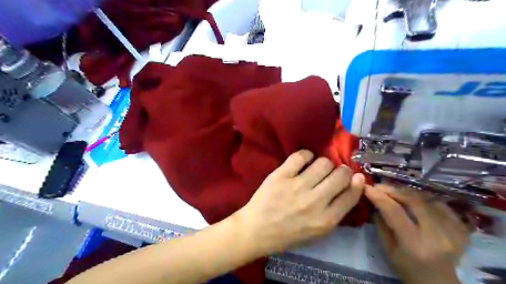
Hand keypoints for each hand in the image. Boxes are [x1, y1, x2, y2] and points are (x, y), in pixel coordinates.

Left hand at [235, 149, 365, 255]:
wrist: (256, 230)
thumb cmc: (287, 234)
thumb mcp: (317, 232)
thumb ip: (335, 211)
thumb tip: (351, 186)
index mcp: (325, 220)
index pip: (351, 194)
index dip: (356, 182)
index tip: (355, 177)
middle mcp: (314, 202)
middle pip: (341, 175)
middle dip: (342, 171)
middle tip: (334, 172)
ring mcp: (297, 186)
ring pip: (323, 163)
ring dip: (324, 164)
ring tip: (316, 168)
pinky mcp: (281, 175)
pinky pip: (301, 156)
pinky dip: (306, 155)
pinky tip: (303, 161)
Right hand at [363, 184, 470, 283]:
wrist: (438, 283)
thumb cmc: (407, 268)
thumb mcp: (387, 249)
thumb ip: (381, 224)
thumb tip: (375, 202)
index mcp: (414, 244)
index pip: (394, 212)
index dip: (379, 196)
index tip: (367, 187)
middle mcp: (437, 236)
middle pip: (414, 201)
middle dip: (393, 190)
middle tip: (380, 187)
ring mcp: (453, 233)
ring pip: (428, 200)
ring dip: (408, 192)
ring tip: (395, 191)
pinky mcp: (462, 230)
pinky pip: (442, 206)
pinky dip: (426, 199)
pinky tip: (416, 200)